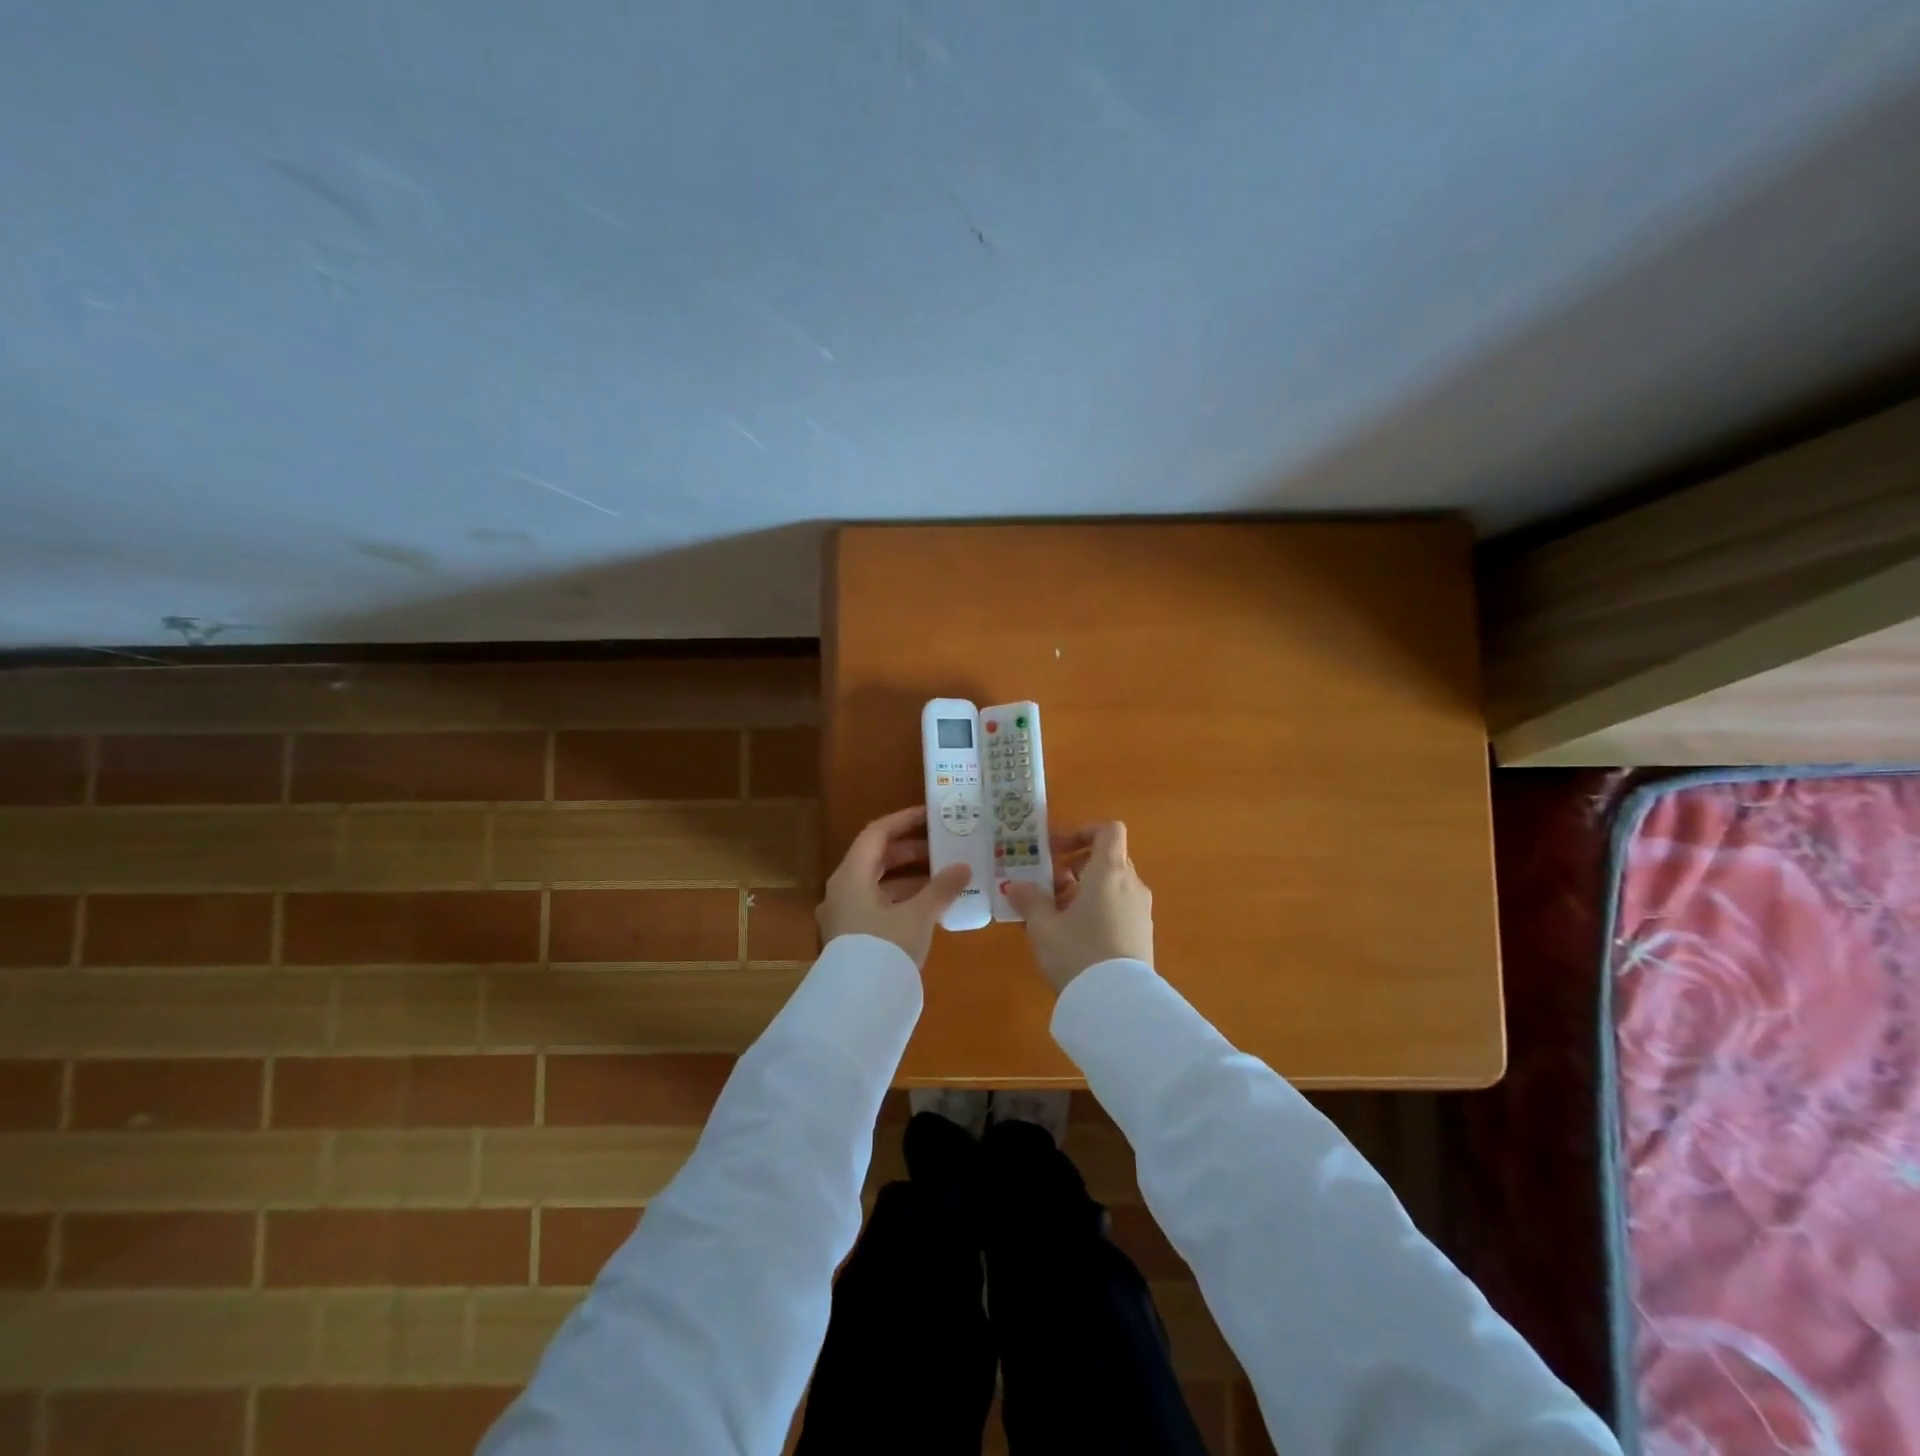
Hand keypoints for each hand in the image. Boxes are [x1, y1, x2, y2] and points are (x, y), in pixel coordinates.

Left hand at [817, 806, 972, 967]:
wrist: (858, 1005)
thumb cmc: (885, 948)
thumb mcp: (919, 915)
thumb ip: (941, 888)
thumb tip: (964, 867)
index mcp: (851, 875)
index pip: (876, 833)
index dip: (904, 820)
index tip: (931, 815)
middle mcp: (842, 889)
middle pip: (876, 858)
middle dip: (911, 850)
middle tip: (943, 846)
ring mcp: (843, 914)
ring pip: (877, 883)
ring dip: (909, 877)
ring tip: (943, 876)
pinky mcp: (851, 937)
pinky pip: (877, 905)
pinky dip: (901, 899)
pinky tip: (928, 906)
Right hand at [1005, 821, 1152, 992]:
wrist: (1117, 1004)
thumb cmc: (1077, 953)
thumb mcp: (1043, 926)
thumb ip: (1029, 900)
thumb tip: (1015, 885)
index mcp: (1109, 872)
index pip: (1109, 831)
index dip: (1083, 832)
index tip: (1057, 850)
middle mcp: (1131, 884)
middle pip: (1108, 858)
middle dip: (1076, 866)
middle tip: (1049, 885)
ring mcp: (1141, 910)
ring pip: (1113, 885)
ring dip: (1086, 890)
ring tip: (1057, 914)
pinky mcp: (1143, 934)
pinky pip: (1120, 908)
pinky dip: (1099, 909)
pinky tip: (1075, 936)